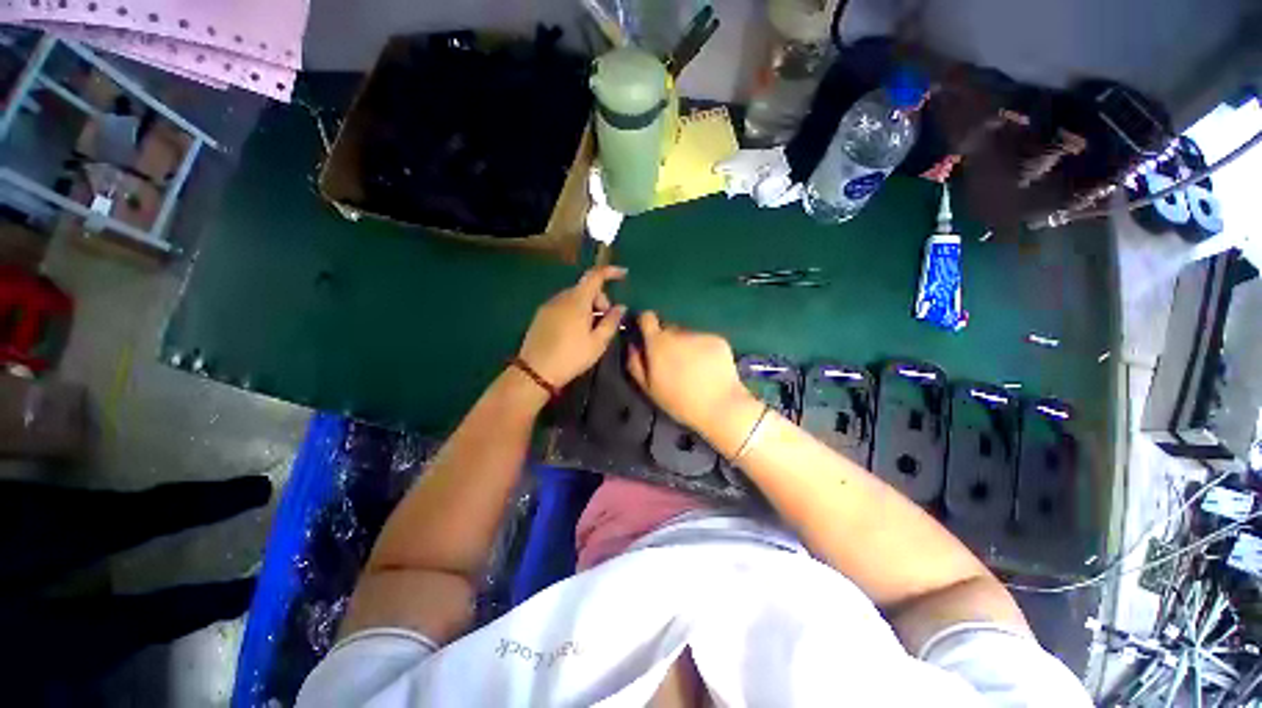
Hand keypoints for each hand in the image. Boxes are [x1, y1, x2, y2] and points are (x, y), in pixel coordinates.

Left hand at [518, 266, 626, 387]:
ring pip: (574, 298)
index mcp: (577, 301)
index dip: (610, 272)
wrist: (535, 372)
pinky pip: (563, 306)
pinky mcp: (540, 316)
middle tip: (605, 321)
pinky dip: (574, 312)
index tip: (623, 274)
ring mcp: (548, 306)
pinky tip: (575, 332)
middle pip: (585, 288)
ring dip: (587, 307)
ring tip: (590, 330)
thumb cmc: (571, 356)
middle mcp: (561, 298)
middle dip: (600, 300)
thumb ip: (611, 322)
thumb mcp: (598, 343)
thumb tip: (620, 307)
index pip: (595, 276)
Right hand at [626, 312, 751, 432]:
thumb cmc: (679, 401)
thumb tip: (632, 346)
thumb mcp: (649, 388)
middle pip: (668, 329)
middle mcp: (678, 332)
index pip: (647, 318)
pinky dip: (704, 350)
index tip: (647, 335)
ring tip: (694, 369)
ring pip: (688, 335)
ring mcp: (699, 334)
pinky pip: (705, 341)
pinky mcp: (718, 339)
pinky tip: (709, 369)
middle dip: (668, 341)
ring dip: (687, 346)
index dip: (645, 323)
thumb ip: (636, 364)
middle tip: (674, 363)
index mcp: (658, 343)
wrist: (719, 405)